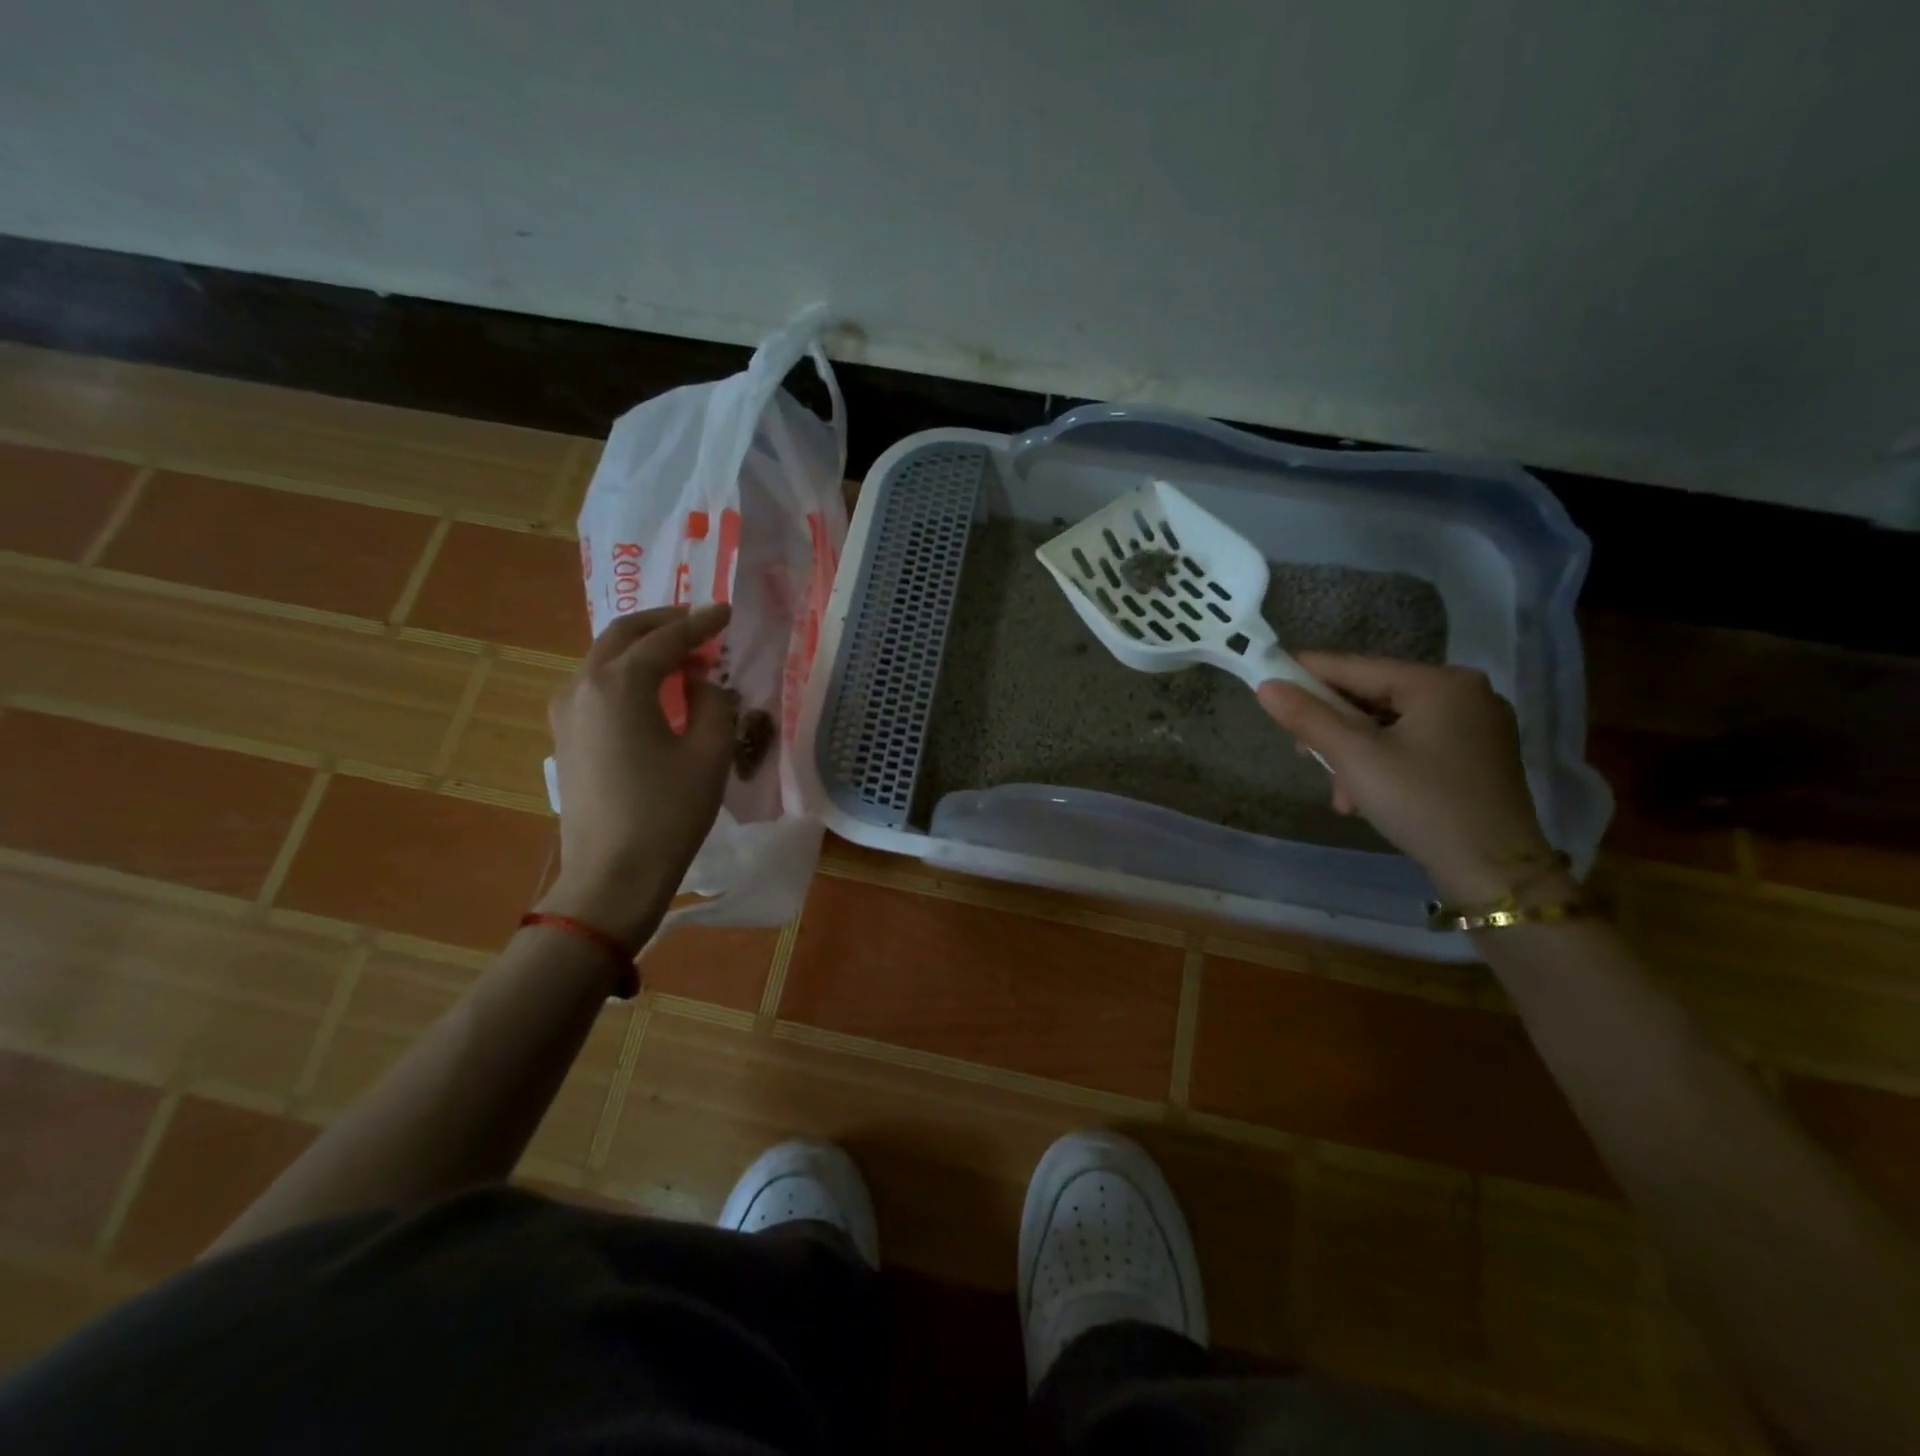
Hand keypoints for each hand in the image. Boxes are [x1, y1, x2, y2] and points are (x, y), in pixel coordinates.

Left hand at [538, 604, 738, 942]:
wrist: (612, 877)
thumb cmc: (668, 814)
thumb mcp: (709, 754)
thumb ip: (714, 705)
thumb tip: (703, 685)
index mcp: (619, 685)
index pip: (665, 639)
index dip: (699, 623)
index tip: (725, 612)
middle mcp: (583, 687)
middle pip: (622, 636)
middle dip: (663, 623)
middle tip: (699, 623)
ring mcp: (567, 714)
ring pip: (604, 659)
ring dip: (642, 648)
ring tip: (681, 657)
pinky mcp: (566, 739)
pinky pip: (596, 687)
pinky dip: (626, 675)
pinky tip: (652, 692)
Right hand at [1256, 655, 1567, 904]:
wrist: (1494, 873)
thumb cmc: (1422, 804)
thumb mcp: (1355, 758)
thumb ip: (1308, 717)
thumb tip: (1266, 686)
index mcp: (1440, 683)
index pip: (1356, 667)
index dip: (1307, 673)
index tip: (1267, 677)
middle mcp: (1464, 693)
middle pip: (1373, 697)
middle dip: (1333, 729)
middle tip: (1302, 753)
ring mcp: (1476, 726)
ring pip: (1390, 726)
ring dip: (1354, 755)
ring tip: (1341, 794)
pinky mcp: (1477, 756)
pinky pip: (1412, 744)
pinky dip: (1381, 764)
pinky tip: (1365, 796)